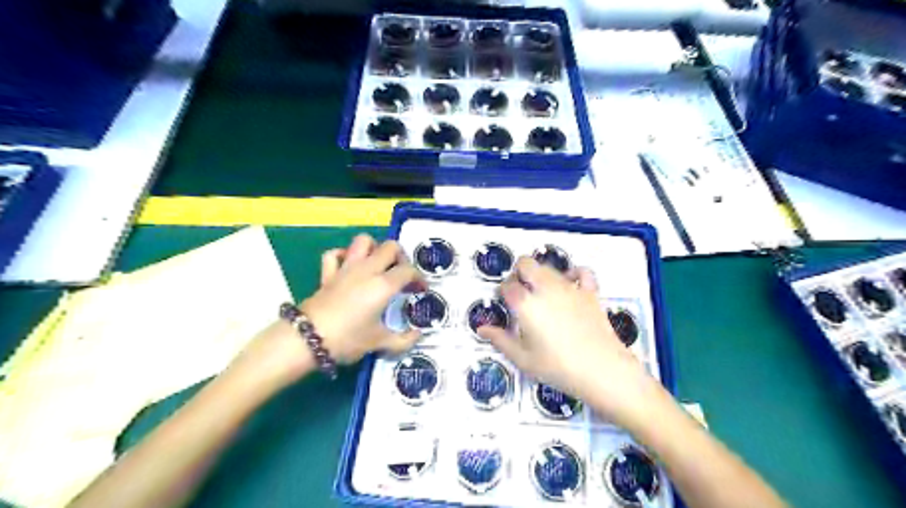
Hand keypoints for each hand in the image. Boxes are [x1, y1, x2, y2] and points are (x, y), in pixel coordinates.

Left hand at [299, 233, 422, 364]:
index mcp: (383, 285)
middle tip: (402, 273)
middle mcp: (367, 270)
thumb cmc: (348, 339)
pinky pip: (335, 254)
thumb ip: (403, 340)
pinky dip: (344, 255)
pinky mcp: (328, 273)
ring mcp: (346, 268)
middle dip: (401, 257)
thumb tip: (418, 335)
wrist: (307, 339)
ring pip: (363, 241)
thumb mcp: (379, 343)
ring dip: (374, 248)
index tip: (421, 290)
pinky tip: (350, 266)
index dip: (419, 278)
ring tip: (379, 263)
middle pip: (390, 247)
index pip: (408, 271)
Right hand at [480, 257, 659, 426]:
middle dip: (518, 273)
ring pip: (549, 267)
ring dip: (540, 274)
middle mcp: (545, 288)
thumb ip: (500, 340)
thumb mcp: (523, 359)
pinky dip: (574, 273)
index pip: (507, 286)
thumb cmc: (557, 367)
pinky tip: (570, 284)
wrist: (602, 371)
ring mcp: (570, 287)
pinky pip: (582, 271)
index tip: (504, 302)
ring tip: (541, 293)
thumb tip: (482, 329)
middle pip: (526, 263)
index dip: (503, 291)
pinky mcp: (590, 292)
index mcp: (525, 304)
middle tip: (520, 292)